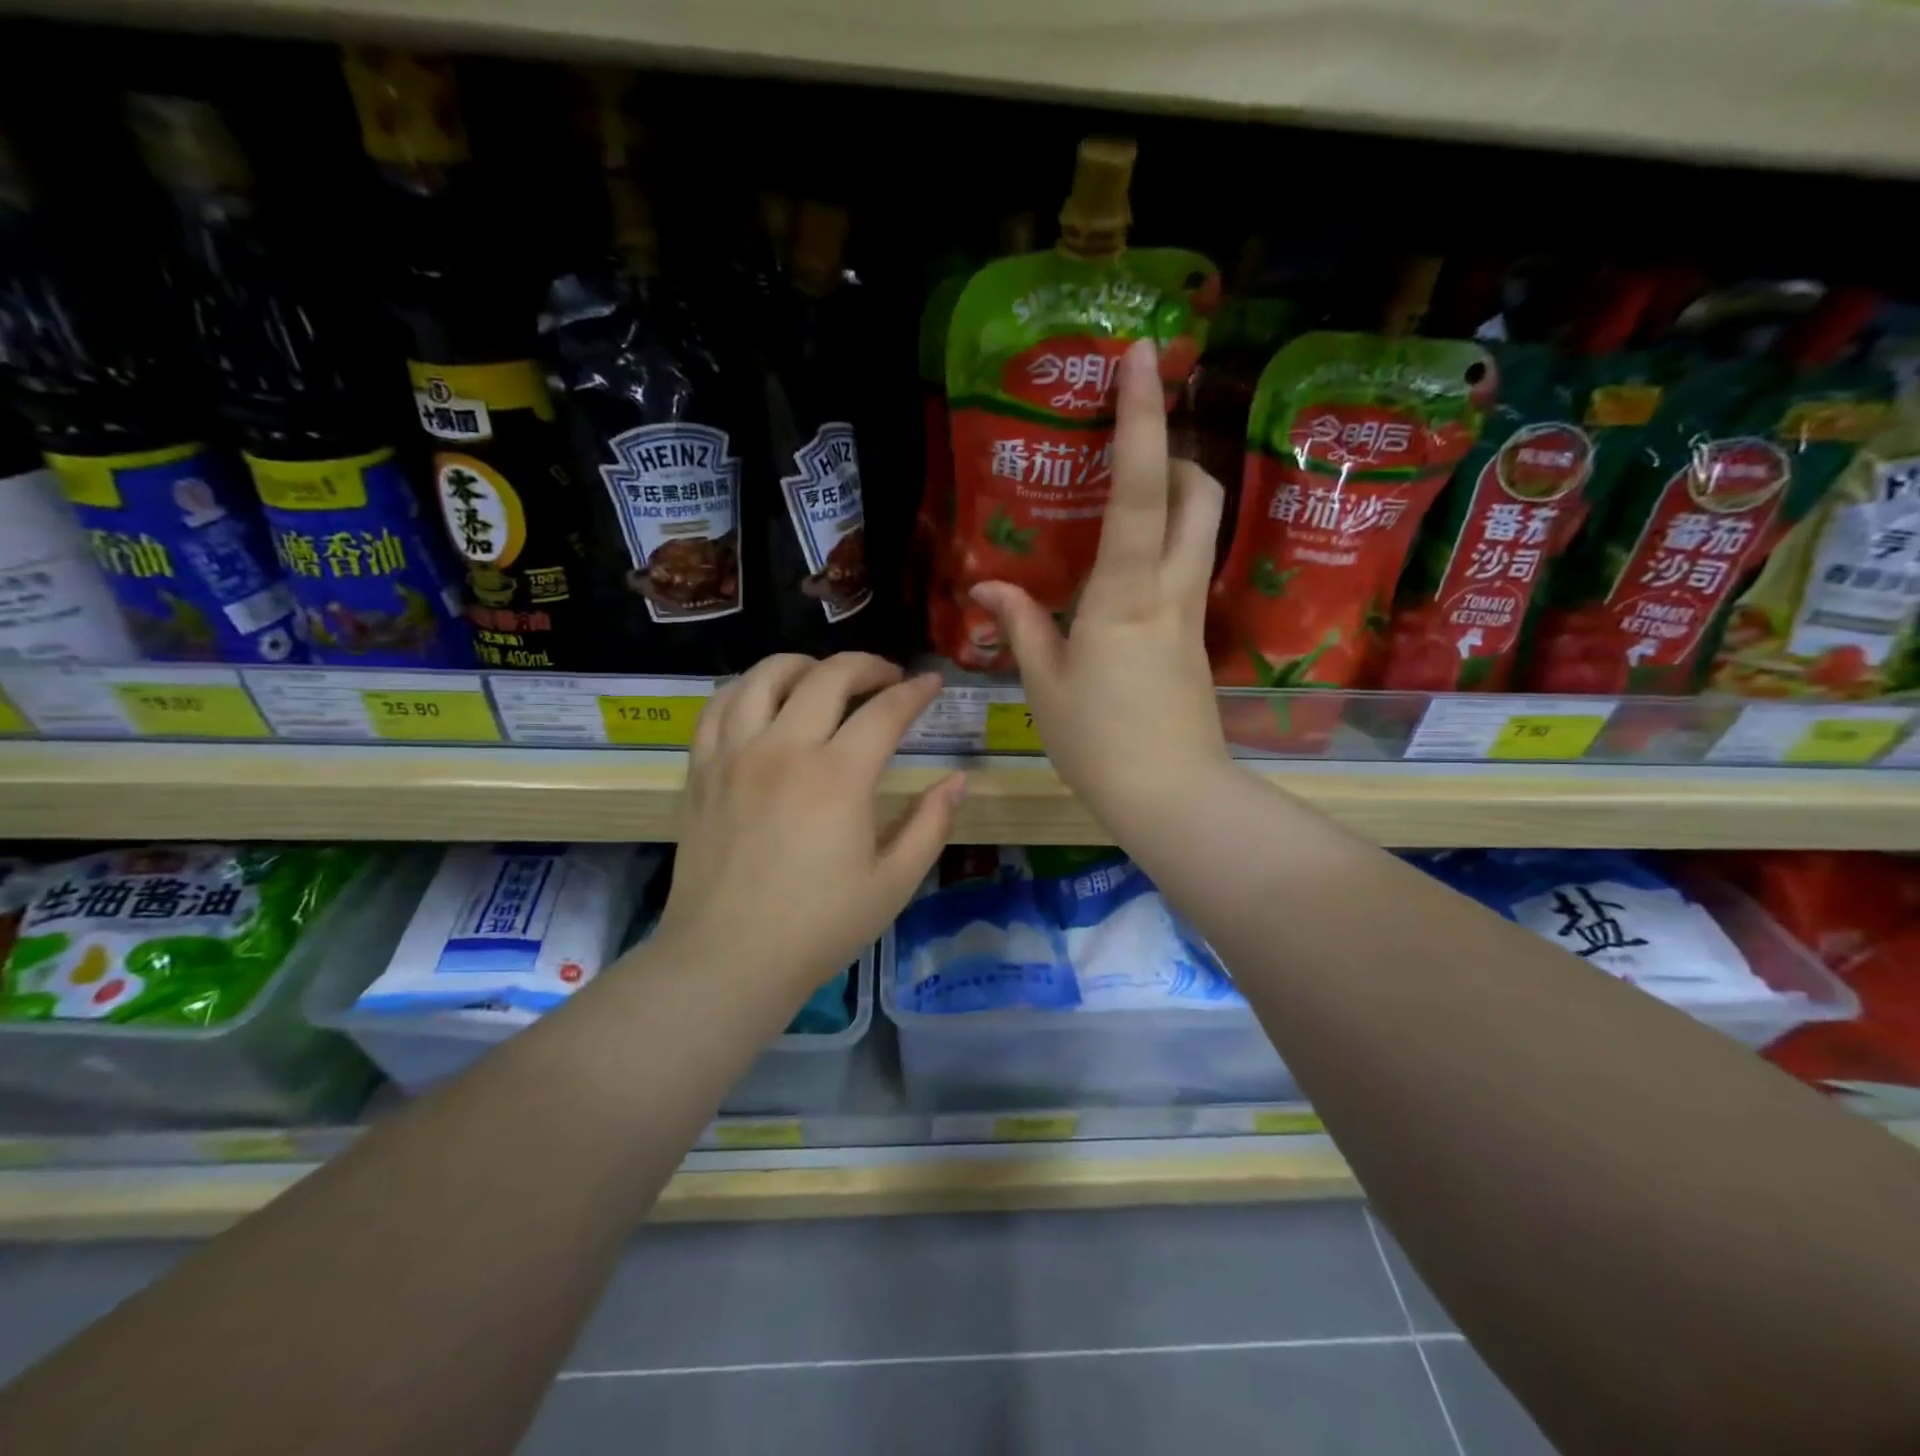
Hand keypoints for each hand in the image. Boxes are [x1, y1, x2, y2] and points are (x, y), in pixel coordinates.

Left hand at [656, 653, 965, 1001]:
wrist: (729, 959)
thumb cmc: (819, 926)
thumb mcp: (894, 882)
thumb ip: (931, 824)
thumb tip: (958, 781)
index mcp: (838, 777)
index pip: (885, 711)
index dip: (916, 692)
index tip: (932, 684)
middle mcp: (785, 749)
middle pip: (828, 676)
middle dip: (867, 666)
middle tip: (888, 678)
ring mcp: (735, 754)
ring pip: (766, 676)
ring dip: (804, 665)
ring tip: (824, 678)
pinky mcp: (702, 769)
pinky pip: (718, 705)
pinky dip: (746, 688)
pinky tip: (764, 698)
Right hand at [971, 338, 1229, 834]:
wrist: (1171, 796)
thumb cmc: (1099, 742)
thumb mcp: (1045, 683)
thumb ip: (1020, 625)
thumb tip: (985, 587)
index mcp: (1126, 592)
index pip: (1141, 487)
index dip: (1142, 416)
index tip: (1142, 356)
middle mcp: (1171, 588)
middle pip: (1200, 491)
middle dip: (1174, 451)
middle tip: (1127, 455)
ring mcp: (1192, 612)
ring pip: (1204, 527)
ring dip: (1177, 495)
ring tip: (1124, 503)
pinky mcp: (1196, 637)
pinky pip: (1190, 567)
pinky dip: (1168, 544)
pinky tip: (1127, 571)